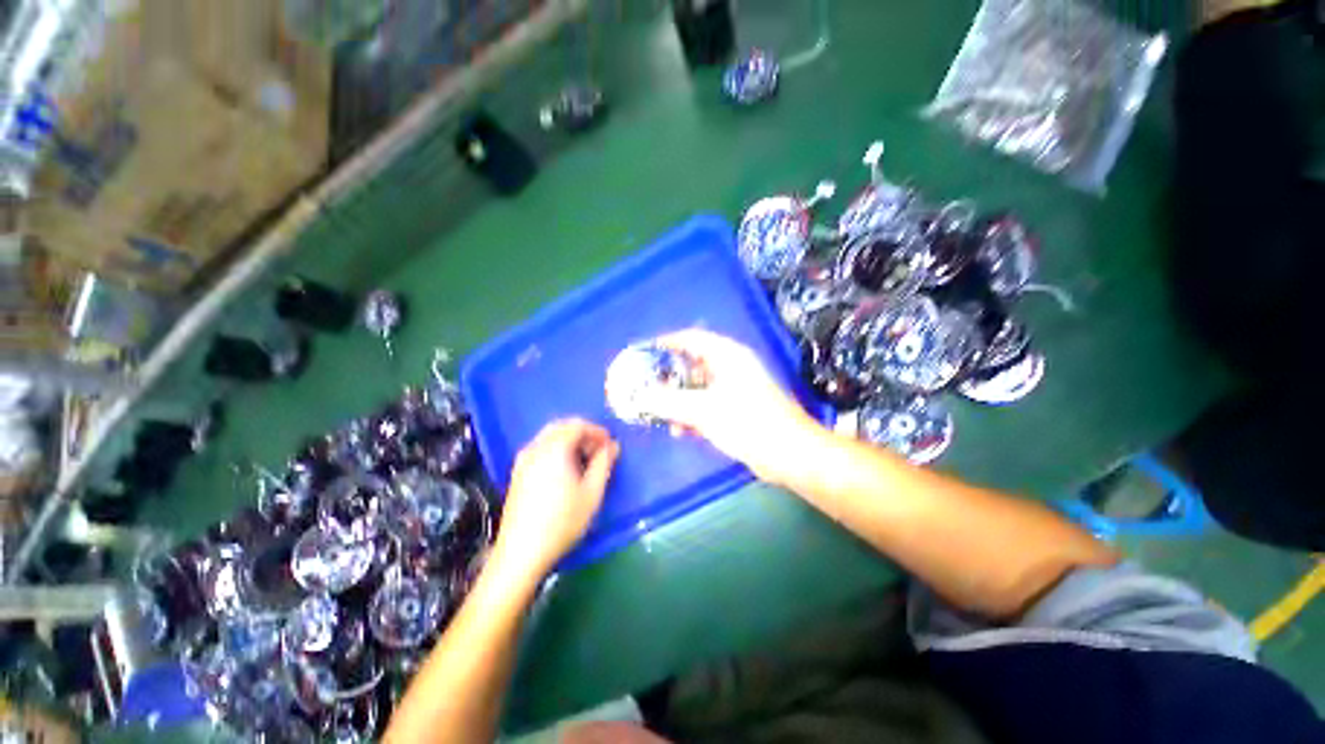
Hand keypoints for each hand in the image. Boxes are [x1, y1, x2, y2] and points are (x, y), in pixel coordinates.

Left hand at [493, 419, 619, 577]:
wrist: (521, 553)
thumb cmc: (562, 522)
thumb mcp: (592, 493)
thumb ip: (604, 464)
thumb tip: (612, 446)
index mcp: (555, 449)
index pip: (578, 425)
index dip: (597, 431)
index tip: (610, 445)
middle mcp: (536, 448)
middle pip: (561, 426)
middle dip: (583, 433)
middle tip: (598, 450)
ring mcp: (523, 461)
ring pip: (549, 437)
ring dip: (569, 441)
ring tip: (585, 460)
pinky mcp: (517, 474)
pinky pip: (540, 449)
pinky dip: (556, 449)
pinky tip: (565, 470)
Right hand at [639, 329, 824, 486]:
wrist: (789, 454)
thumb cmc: (748, 422)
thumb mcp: (703, 410)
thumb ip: (668, 402)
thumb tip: (639, 396)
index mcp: (727, 356)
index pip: (691, 338)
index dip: (666, 342)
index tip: (644, 351)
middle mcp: (732, 368)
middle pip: (692, 365)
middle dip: (669, 378)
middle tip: (647, 387)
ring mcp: (736, 390)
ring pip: (698, 389)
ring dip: (679, 401)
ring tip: (659, 414)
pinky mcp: (738, 411)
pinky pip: (708, 406)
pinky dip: (693, 415)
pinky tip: (681, 431)